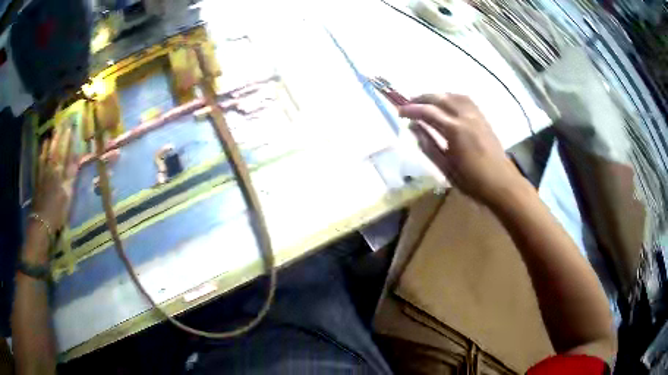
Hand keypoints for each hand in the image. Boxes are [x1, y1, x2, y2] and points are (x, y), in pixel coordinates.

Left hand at [32, 126, 77, 233]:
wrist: (41, 223)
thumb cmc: (57, 211)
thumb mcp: (67, 194)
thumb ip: (71, 173)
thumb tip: (78, 156)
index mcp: (59, 171)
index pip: (64, 150)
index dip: (68, 137)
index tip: (72, 124)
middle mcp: (50, 168)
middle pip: (55, 149)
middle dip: (59, 135)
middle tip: (63, 122)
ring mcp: (42, 173)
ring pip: (47, 153)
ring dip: (50, 142)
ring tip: (53, 132)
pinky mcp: (38, 180)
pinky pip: (39, 161)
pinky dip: (42, 153)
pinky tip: (42, 148)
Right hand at [399, 93, 524, 205]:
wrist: (501, 184)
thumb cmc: (472, 181)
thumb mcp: (445, 167)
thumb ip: (428, 145)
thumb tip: (414, 127)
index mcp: (454, 130)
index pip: (428, 112)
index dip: (411, 110)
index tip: (399, 111)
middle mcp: (465, 117)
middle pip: (440, 98)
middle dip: (422, 98)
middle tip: (409, 103)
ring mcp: (477, 116)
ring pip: (454, 95)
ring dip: (438, 95)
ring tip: (427, 102)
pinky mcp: (483, 119)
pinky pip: (466, 100)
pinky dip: (453, 97)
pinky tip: (449, 104)